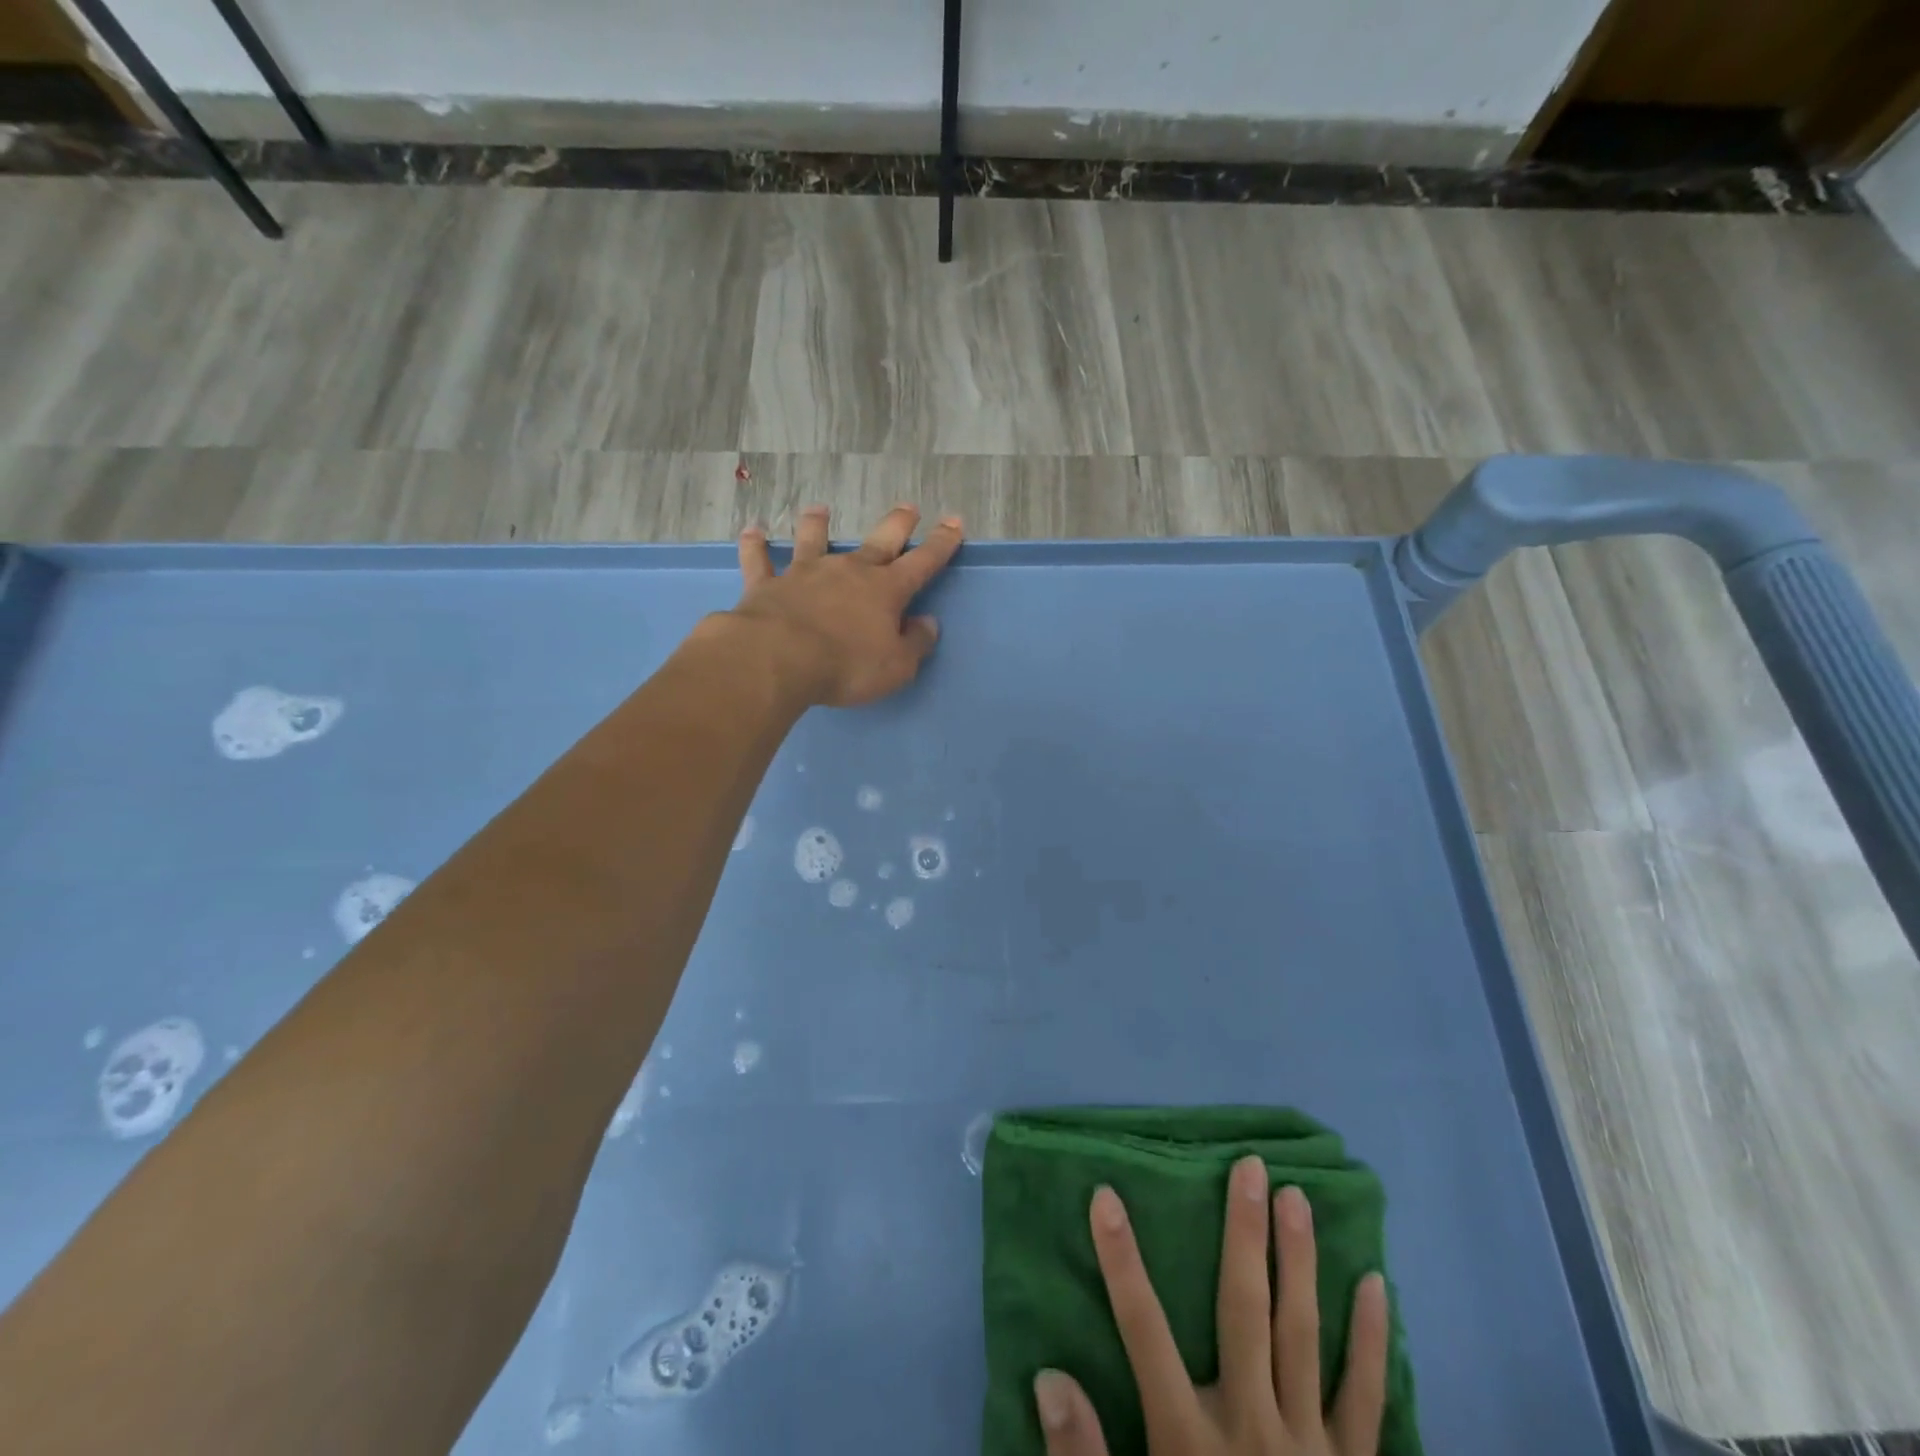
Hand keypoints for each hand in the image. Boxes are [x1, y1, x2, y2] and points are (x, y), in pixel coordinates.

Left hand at [731, 504, 962, 707]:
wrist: (778, 658)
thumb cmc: (846, 666)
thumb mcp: (897, 666)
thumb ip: (915, 643)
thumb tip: (927, 623)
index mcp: (885, 591)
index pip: (923, 562)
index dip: (941, 543)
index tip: (954, 522)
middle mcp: (848, 571)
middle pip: (879, 540)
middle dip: (897, 523)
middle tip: (908, 507)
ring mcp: (805, 573)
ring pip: (814, 540)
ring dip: (818, 524)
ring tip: (820, 509)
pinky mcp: (767, 584)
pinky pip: (760, 560)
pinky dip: (755, 546)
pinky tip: (753, 532)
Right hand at [1034, 1158, 1389, 1455]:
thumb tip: (1050, 1375)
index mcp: (1190, 1443)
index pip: (1143, 1330)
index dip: (1122, 1260)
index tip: (1106, 1195)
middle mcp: (1252, 1428)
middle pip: (1244, 1310)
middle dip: (1244, 1233)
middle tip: (1251, 1169)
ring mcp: (1310, 1449)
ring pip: (1302, 1334)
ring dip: (1299, 1262)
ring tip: (1298, 1198)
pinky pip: (1364, 1399)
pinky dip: (1370, 1341)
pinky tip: (1377, 1286)